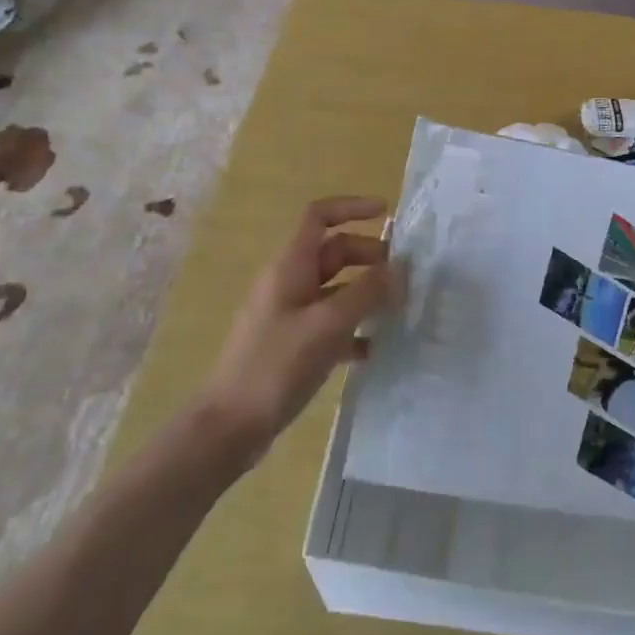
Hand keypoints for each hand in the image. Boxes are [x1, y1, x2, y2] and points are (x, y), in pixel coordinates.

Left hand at [198, 197, 398, 457]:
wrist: (229, 426)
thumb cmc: (276, 365)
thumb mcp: (328, 324)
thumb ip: (367, 292)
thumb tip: (401, 267)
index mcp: (290, 266)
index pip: (319, 217)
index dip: (352, 208)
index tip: (387, 214)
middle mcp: (289, 283)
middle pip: (334, 252)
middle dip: (369, 256)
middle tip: (405, 275)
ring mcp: (290, 315)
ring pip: (336, 289)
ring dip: (367, 292)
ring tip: (400, 308)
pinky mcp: (293, 346)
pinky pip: (331, 324)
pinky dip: (355, 328)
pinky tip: (376, 349)